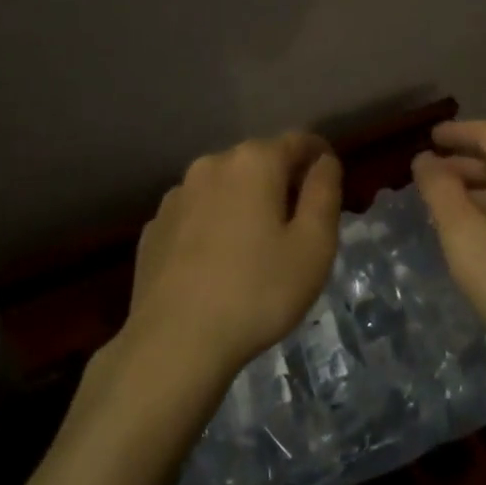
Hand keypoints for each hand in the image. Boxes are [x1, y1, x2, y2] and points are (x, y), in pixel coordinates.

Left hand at [120, 132, 341, 393]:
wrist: (174, 343)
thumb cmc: (258, 292)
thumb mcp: (313, 246)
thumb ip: (325, 194)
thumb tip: (325, 162)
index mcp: (254, 162)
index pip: (299, 141)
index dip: (320, 157)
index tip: (331, 183)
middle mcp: (211, 165)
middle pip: (258, 162)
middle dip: (282, 182)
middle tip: (299, 224)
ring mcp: (176, 196)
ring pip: (224, 188)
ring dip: (244, 204)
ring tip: (256, 248)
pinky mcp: (154, 228)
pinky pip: (196, 215)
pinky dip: (213, 227)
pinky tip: (217, 264)